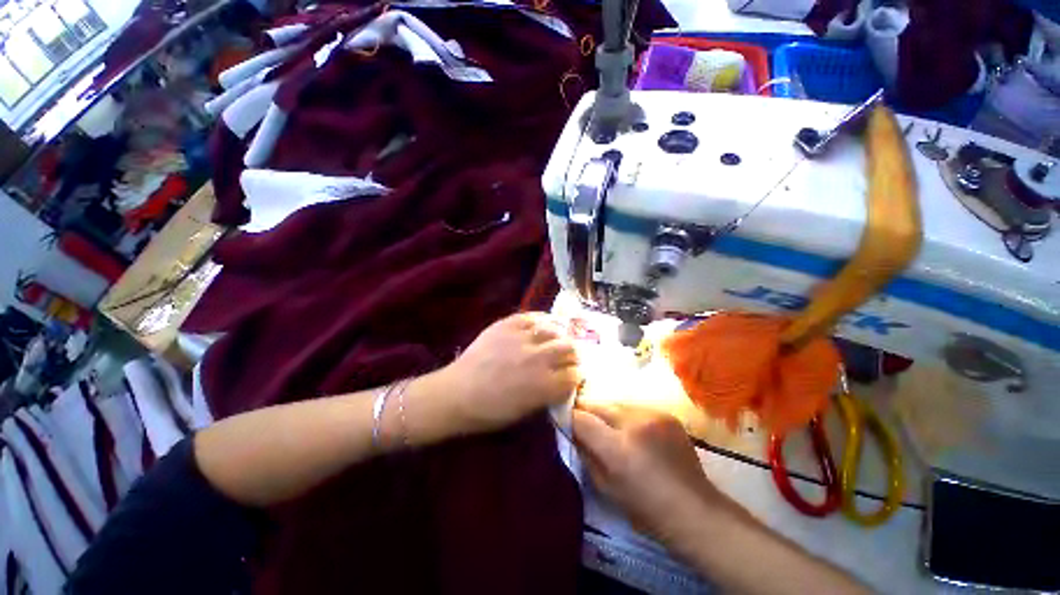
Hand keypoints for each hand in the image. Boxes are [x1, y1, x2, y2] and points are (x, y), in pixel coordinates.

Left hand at [438, 313, 579, 433]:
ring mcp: (521, 338)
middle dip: (573, 353)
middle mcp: (537, 359)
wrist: (456, 394)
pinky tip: (543, 325)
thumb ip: (549, 394)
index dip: (577, 375)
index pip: (575, 374)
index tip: (574, 375)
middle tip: (568, 356)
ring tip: (556, 339)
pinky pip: (532, 316)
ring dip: (559, 335)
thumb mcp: (526, 411)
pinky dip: (542, 320)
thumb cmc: (490, 411)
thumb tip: (564, 381)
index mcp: (543, 385)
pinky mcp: (507, 325)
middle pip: (569, 348)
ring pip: (554, 329)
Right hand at [572, 404, 744, 547]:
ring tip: (610, 427)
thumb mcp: (605, 487)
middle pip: (598, 403)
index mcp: (618, 449)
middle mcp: (634, 423)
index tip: (565, 419)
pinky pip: (635, 407)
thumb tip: (572, 430)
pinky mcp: (666, 413)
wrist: (694, 509)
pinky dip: (627, 415)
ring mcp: (653, 414)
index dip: (570, 417)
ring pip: (616, 402)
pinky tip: (633, 430)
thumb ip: (585, 453)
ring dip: (608, 412)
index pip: (582, 418)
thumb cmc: (645, 508)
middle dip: (587, 410)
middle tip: (584, 420)